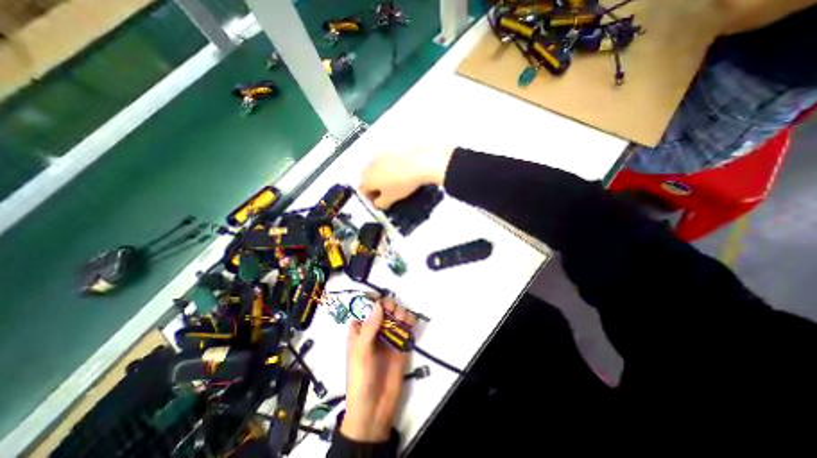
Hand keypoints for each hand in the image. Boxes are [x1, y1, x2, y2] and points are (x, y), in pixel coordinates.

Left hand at [340, 299, 415, 441]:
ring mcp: (388, 338)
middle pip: (383, 310)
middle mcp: (374, 331)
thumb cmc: (361, 378)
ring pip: (395, 317)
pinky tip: (411, 324)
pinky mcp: (401, 346)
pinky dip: (409, 323)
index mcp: (360, 331)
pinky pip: (406, 329)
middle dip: (389, 306)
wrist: (375, 408)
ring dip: (401, 313)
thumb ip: (370, 327)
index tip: (380, 299)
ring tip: (404, 318)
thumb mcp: (361, 351)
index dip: (372, 301)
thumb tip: (378, 304)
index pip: (364, 309)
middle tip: (394, 311)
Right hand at [360, 146, 455, 208]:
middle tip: (386, 195)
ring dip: (382, 178)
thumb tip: (378, 203)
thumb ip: (380, 204)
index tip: (380, 203)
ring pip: (376, 170)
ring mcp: (379, 156)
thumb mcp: (390, 199)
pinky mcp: (390, 150)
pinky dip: (389, 169)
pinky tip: (400, 174)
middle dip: (375, 188)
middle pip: (368, 180)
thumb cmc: (402, 183)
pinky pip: (386, 163)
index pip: (363, 192)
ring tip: (394, 184)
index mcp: (366, 179)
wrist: (419, 163)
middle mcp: (369, 166)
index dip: (372, 199)